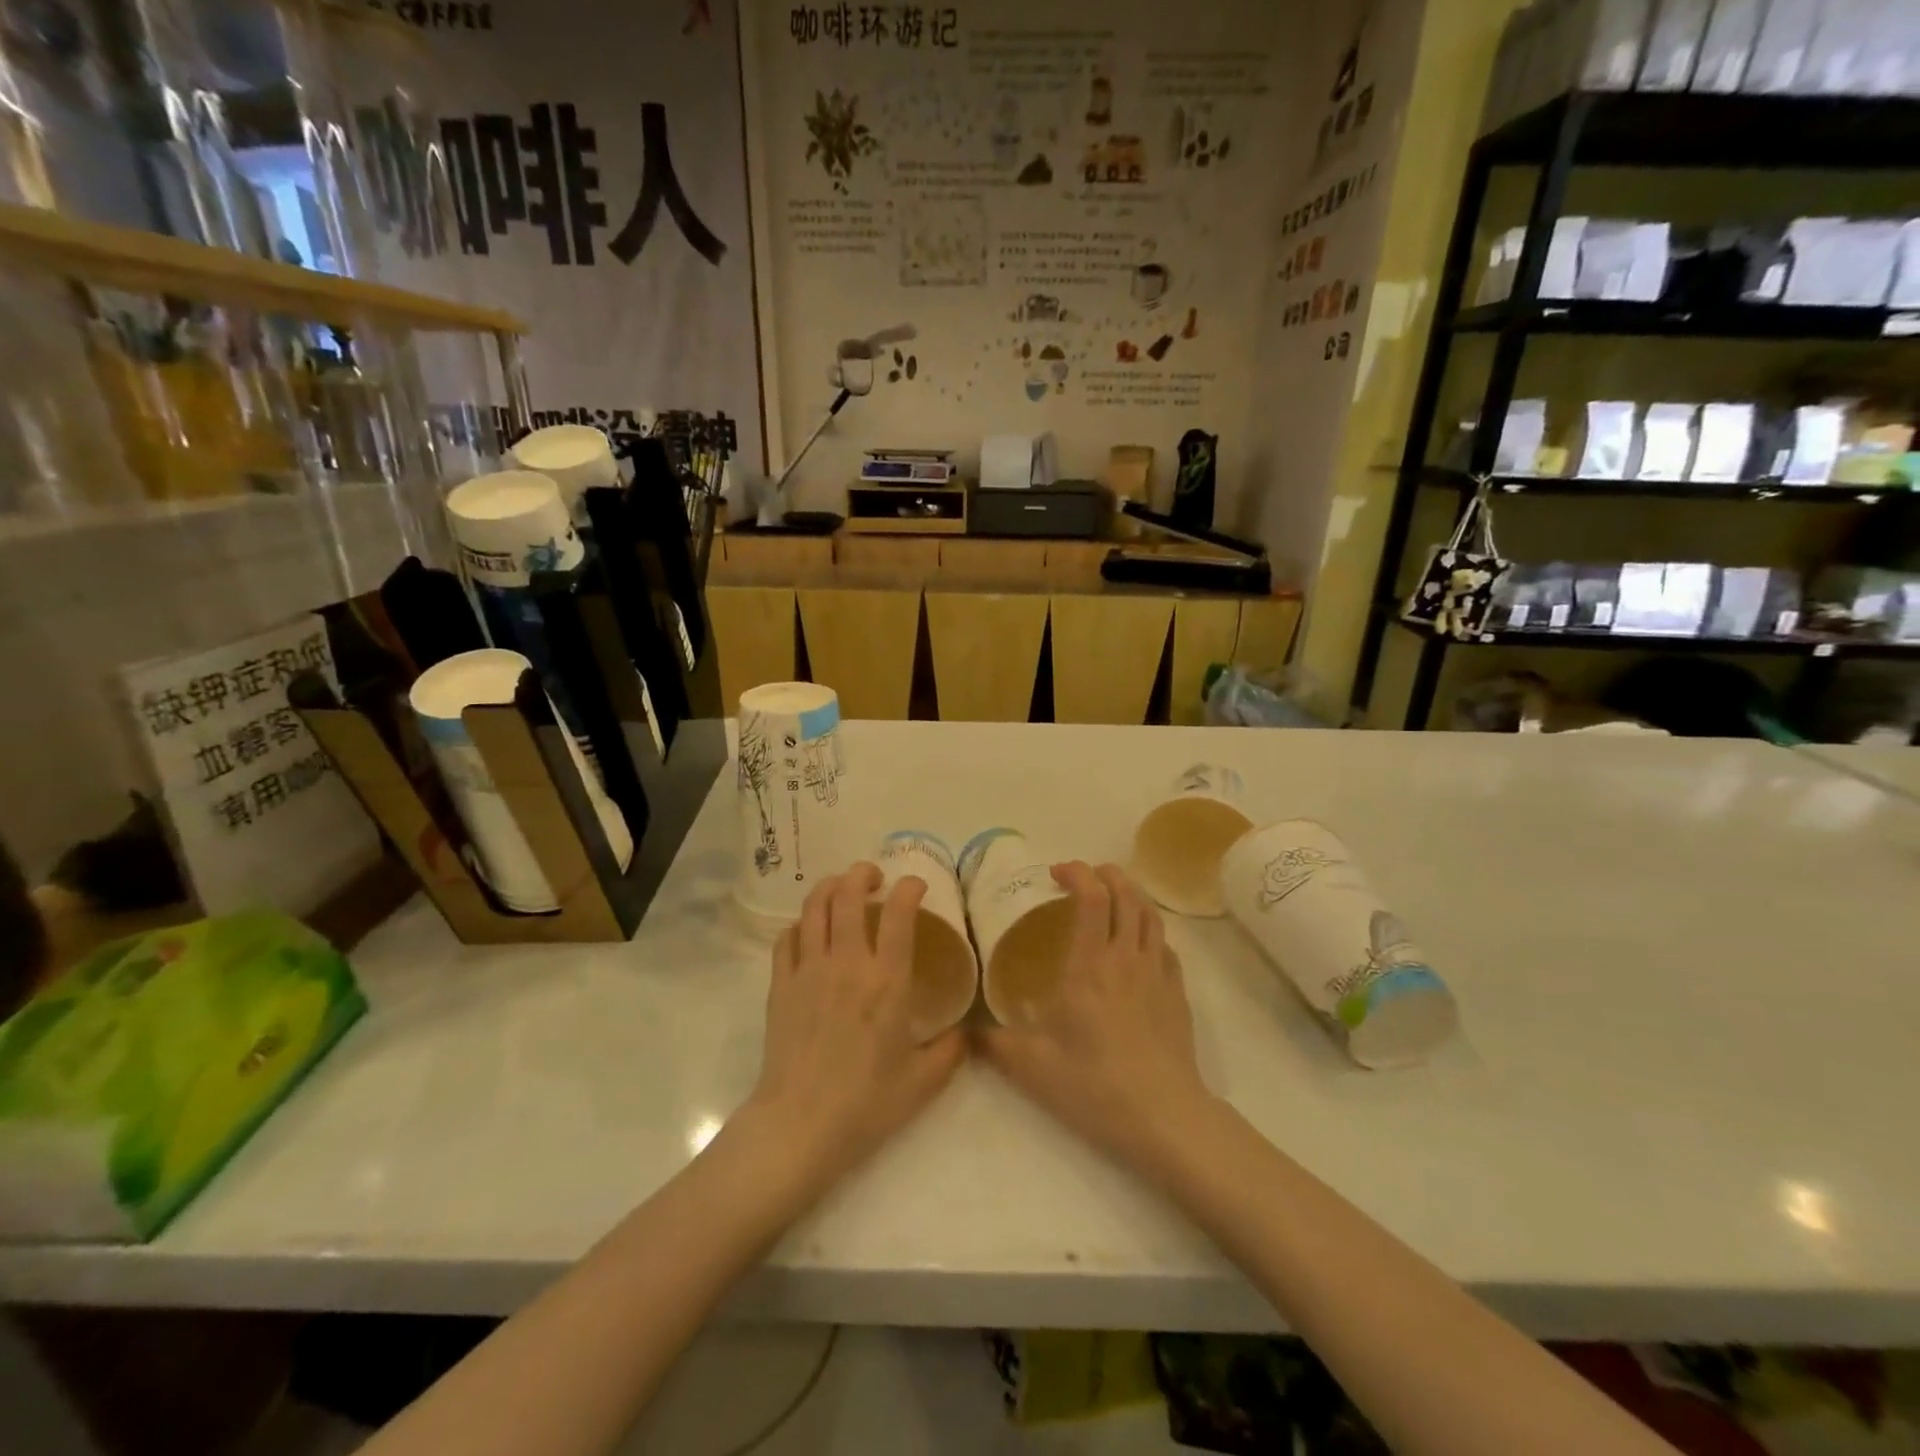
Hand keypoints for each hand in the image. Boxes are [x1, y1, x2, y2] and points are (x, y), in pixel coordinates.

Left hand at [745, 864, 965, 1189]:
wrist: (799, 1125)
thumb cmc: (865, 1104)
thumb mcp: (922, 1082)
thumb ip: (951, 1051)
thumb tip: (968, 1031)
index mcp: (887, 981)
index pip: (899, 913)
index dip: (909, 888)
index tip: (916, 885)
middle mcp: (847, 963)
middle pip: (848, 894)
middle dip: (862, 873)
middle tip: (874, 877)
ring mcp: (808, 970)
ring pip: (813, 907)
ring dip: (829, 887)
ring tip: (841, 889)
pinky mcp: (780, 985)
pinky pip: (787, 938)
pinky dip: (801, 924)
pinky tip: (810, 931)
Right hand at [981, 863, 1216, 1178]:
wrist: (1164, 1117)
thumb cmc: (1094, 1085)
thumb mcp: (1032, 1067)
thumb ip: (995, 1042)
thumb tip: (967, 1029)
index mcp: (1089, 966)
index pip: (1092, 898)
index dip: (1077, 873)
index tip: (1056, 873)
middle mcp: (1126, 958)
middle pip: (1127, 893)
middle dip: (1106, 873)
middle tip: (1084, 876)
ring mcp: (1157, 973)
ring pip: (1150, 914)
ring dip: (1131, 893)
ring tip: (1112, 895)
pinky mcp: (1177, 992)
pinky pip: (1166, 944)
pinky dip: (1149, 929)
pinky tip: (1138, 943)